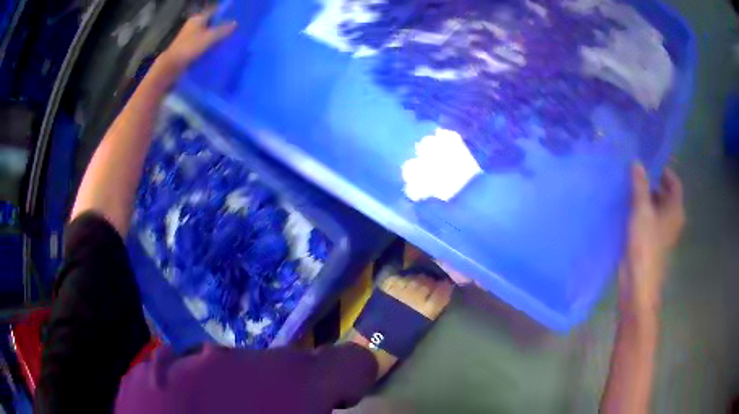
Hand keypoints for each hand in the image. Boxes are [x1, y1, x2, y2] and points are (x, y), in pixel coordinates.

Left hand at [158, 8, 236, 74]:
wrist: (172, 65)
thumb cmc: (189, 48)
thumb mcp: (209, 37)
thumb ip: (223, 30)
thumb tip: (235, 24)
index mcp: (197, 19)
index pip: (214, 12)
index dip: (224, 15)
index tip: (234, 20)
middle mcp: (193, 25)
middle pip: (211, 23)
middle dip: (221, 27)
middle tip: (233, 31)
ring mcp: (190, 36)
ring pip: (207, 34)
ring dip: (215, 37)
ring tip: (228, 41)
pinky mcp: (188, 47)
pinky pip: (202, 43)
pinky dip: (209, 45)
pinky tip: (217, 50)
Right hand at [619, 163, 684, 320]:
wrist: (639, 283)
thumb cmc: (645, 245)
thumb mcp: (641, 210)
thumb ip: (639, 186)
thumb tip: (637, 162)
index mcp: (675, 210)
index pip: (674, 183)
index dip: (664, 172)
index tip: (649, 164)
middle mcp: (672, 219)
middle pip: (666, 195)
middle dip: (652, 184)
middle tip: (635, 175)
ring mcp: (663, 233)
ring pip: (657, 208)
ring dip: (646, 199)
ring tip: (629, 190)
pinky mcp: (653, 242)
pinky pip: (650, 220)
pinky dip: (642, 212)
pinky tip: (628, 210)